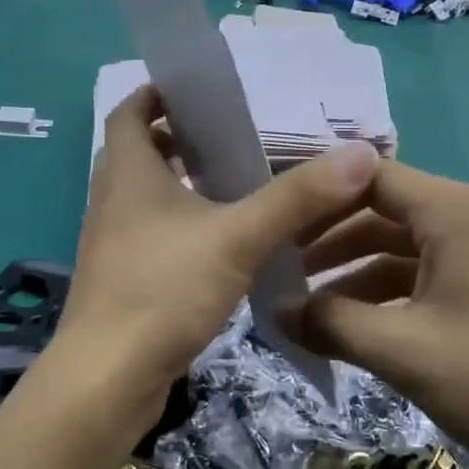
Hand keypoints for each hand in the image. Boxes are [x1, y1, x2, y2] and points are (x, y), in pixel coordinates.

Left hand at [47, 85, 377, 433]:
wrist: (108, 378)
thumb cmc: (163, 290)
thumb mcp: (237, 237)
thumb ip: (297, 197)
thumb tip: (360, 154)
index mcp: (128, 172)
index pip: (128, 112)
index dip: (155, 94)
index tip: (196, 90)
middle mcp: (112, 199)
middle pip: (138, 151)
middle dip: (179, 138)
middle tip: (231, 135)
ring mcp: (113, 241)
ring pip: (146, 195)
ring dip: (182, 182)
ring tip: (236, 181)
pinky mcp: (122, 277)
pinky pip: (152, 232)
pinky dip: (181, 222)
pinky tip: (222, 240)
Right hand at [285, 161, 468, 468]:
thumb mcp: (404, 351)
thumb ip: (331, 324)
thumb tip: (273, 311)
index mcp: (453, 211)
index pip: (368, 176)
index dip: (317, 195)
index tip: (270, 219)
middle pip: (381, 208)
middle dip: (329, 238)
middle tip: (278, 266)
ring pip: (401, 245)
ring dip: (354, 270)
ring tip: (306, 303)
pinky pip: (425, 273)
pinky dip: (387, 292)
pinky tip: (356, 325)